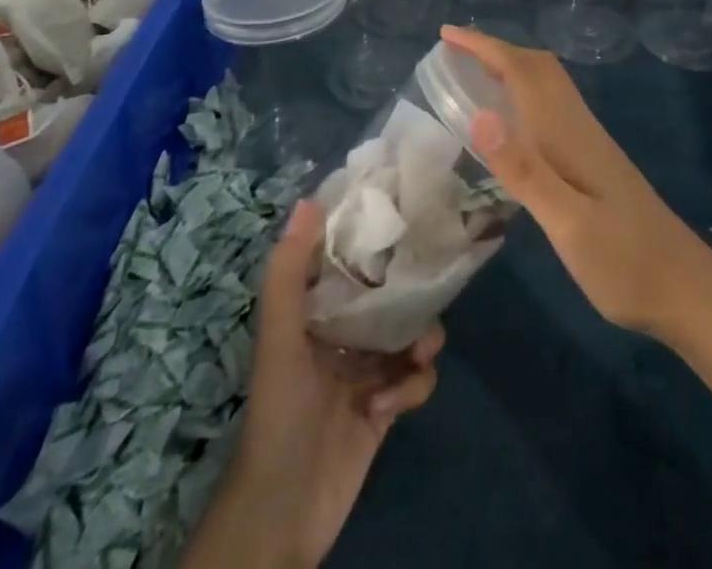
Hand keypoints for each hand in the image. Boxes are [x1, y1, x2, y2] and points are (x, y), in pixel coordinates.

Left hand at [187, 199, 442, 568]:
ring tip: (419, 351)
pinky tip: (391, 406)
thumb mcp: (280, 337)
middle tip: (431, 284)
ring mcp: (366, 371)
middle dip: (411, 292)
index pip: (349, 261)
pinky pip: (415, 379)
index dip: (374, 238)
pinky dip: (412, 386)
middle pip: (389, 295)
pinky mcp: (386, 406)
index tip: (405, 215)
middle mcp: (342, 333)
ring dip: (421, 339)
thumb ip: (289, 272)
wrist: (284, 511)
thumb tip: (308, 200)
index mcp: (315, 312)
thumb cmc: (280, 411)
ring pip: (410, 333)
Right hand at [443, 25, 711, 341]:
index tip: (446, 34)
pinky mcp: (594, 161)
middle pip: (538, 68)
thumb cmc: (624, 262)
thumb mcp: (568, 224)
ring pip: (547, 85)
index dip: (484, 47)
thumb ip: (525, 171)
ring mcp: (589, 143)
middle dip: (496, 50)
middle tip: (454, 50)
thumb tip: (480, 115)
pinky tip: (513, 121)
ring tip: (474, 74)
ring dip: (511, 67)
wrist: (685, 288)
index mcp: (568, 134)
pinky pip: (551, 107)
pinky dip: (524, 94)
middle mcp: (578, 127)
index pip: (522, 72)